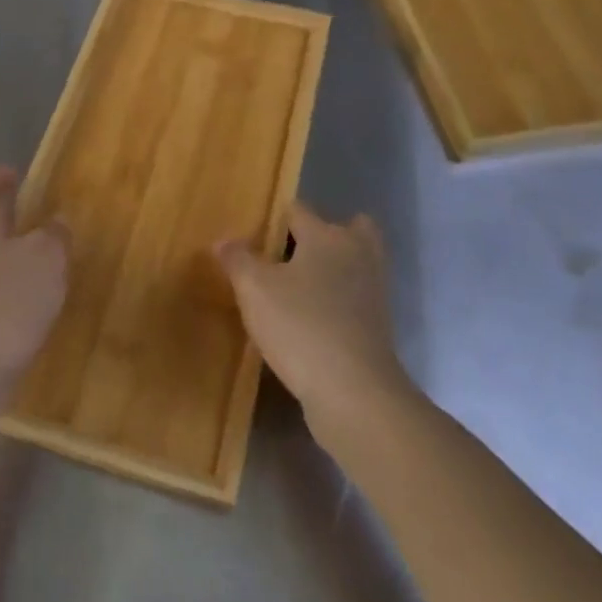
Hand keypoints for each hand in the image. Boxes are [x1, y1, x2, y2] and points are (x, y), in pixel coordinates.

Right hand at [216, 204, 409, 431]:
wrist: (353, 390)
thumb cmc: (300, 326)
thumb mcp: (254, 290)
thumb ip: (238, 259)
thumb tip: (224, 239)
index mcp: (327, 236)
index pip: (298, 210)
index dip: (274, 217)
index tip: (253, 234)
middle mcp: (357, 253)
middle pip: (345, 228)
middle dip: (319, 234)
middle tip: (286, 254)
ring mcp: (373, 289)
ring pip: (354, 262)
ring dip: (331, 267)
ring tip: (296, 286)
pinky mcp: (378, 323)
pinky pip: (355, 294)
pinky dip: (338, 297)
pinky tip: (310, 315)